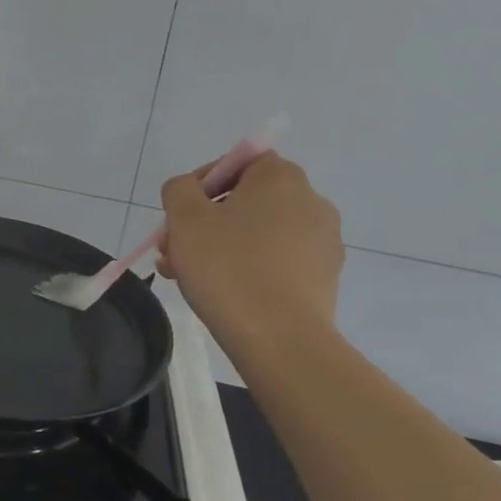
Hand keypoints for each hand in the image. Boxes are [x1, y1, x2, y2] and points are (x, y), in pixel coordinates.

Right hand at [157, 151, 342, 338]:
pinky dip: (249, 268)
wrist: (280, 339)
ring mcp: (323, 242)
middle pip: (246, 201)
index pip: (239, 162)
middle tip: (174, 249)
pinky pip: (277, 261)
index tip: (179, 213)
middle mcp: (311, 202)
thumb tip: (188, 191)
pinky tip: (223, 294)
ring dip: (221, 247)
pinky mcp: (325, 278)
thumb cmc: (228, 266)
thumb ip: (179, 189)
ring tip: (187, 277)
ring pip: (258, 234)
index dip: (203, 182)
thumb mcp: (184, 218)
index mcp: (281, 178)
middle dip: (205, 222)